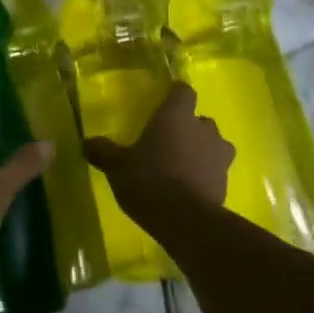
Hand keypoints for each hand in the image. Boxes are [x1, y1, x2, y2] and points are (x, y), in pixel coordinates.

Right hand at [83, 83, 232, 222]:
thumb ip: (104, 151)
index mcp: (176, 116)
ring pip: (214, 146)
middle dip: (188, 129)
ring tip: (181, 167)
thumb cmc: (148, 180)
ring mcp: (219, 156)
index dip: (175, 96)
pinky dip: (205, 176)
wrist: (185, 221)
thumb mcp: (116, 166)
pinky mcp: (226, 182)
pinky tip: (188, 190)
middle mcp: (203, 129)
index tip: (164, 104)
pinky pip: (216, 172)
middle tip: (167, 143)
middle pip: (201, 120)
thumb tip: (87, 143)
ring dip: (201, 152)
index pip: (183, 91)